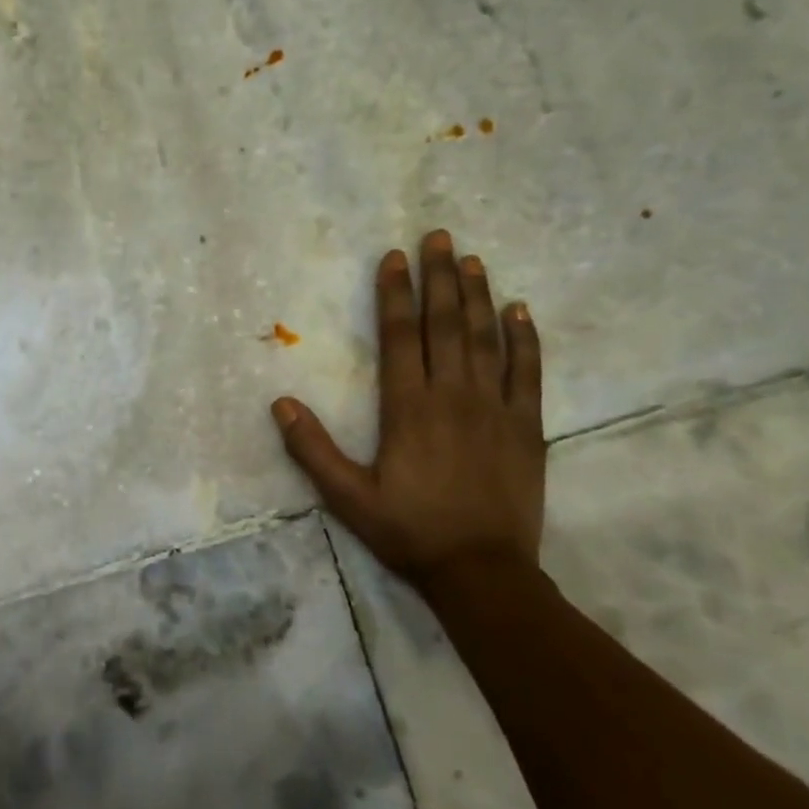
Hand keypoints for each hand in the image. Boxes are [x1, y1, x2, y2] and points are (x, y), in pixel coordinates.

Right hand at [271, 230, 545, 592]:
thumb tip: (280, 403)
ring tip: (472, 260)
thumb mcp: (347, 497)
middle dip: (439, 277)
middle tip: (439, 236)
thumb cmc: (408, 531)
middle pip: (444, 325)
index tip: (395, 258)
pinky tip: (520, 311)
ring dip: (478, 296)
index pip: (398, 337)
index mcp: (407, 408)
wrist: (481, 571)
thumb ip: (312, 448)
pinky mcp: (527, 427)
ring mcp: (494, 409)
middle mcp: (451, 396)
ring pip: (486, 340)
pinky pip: (528, 374)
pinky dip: (525, 340)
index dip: (394, 294)